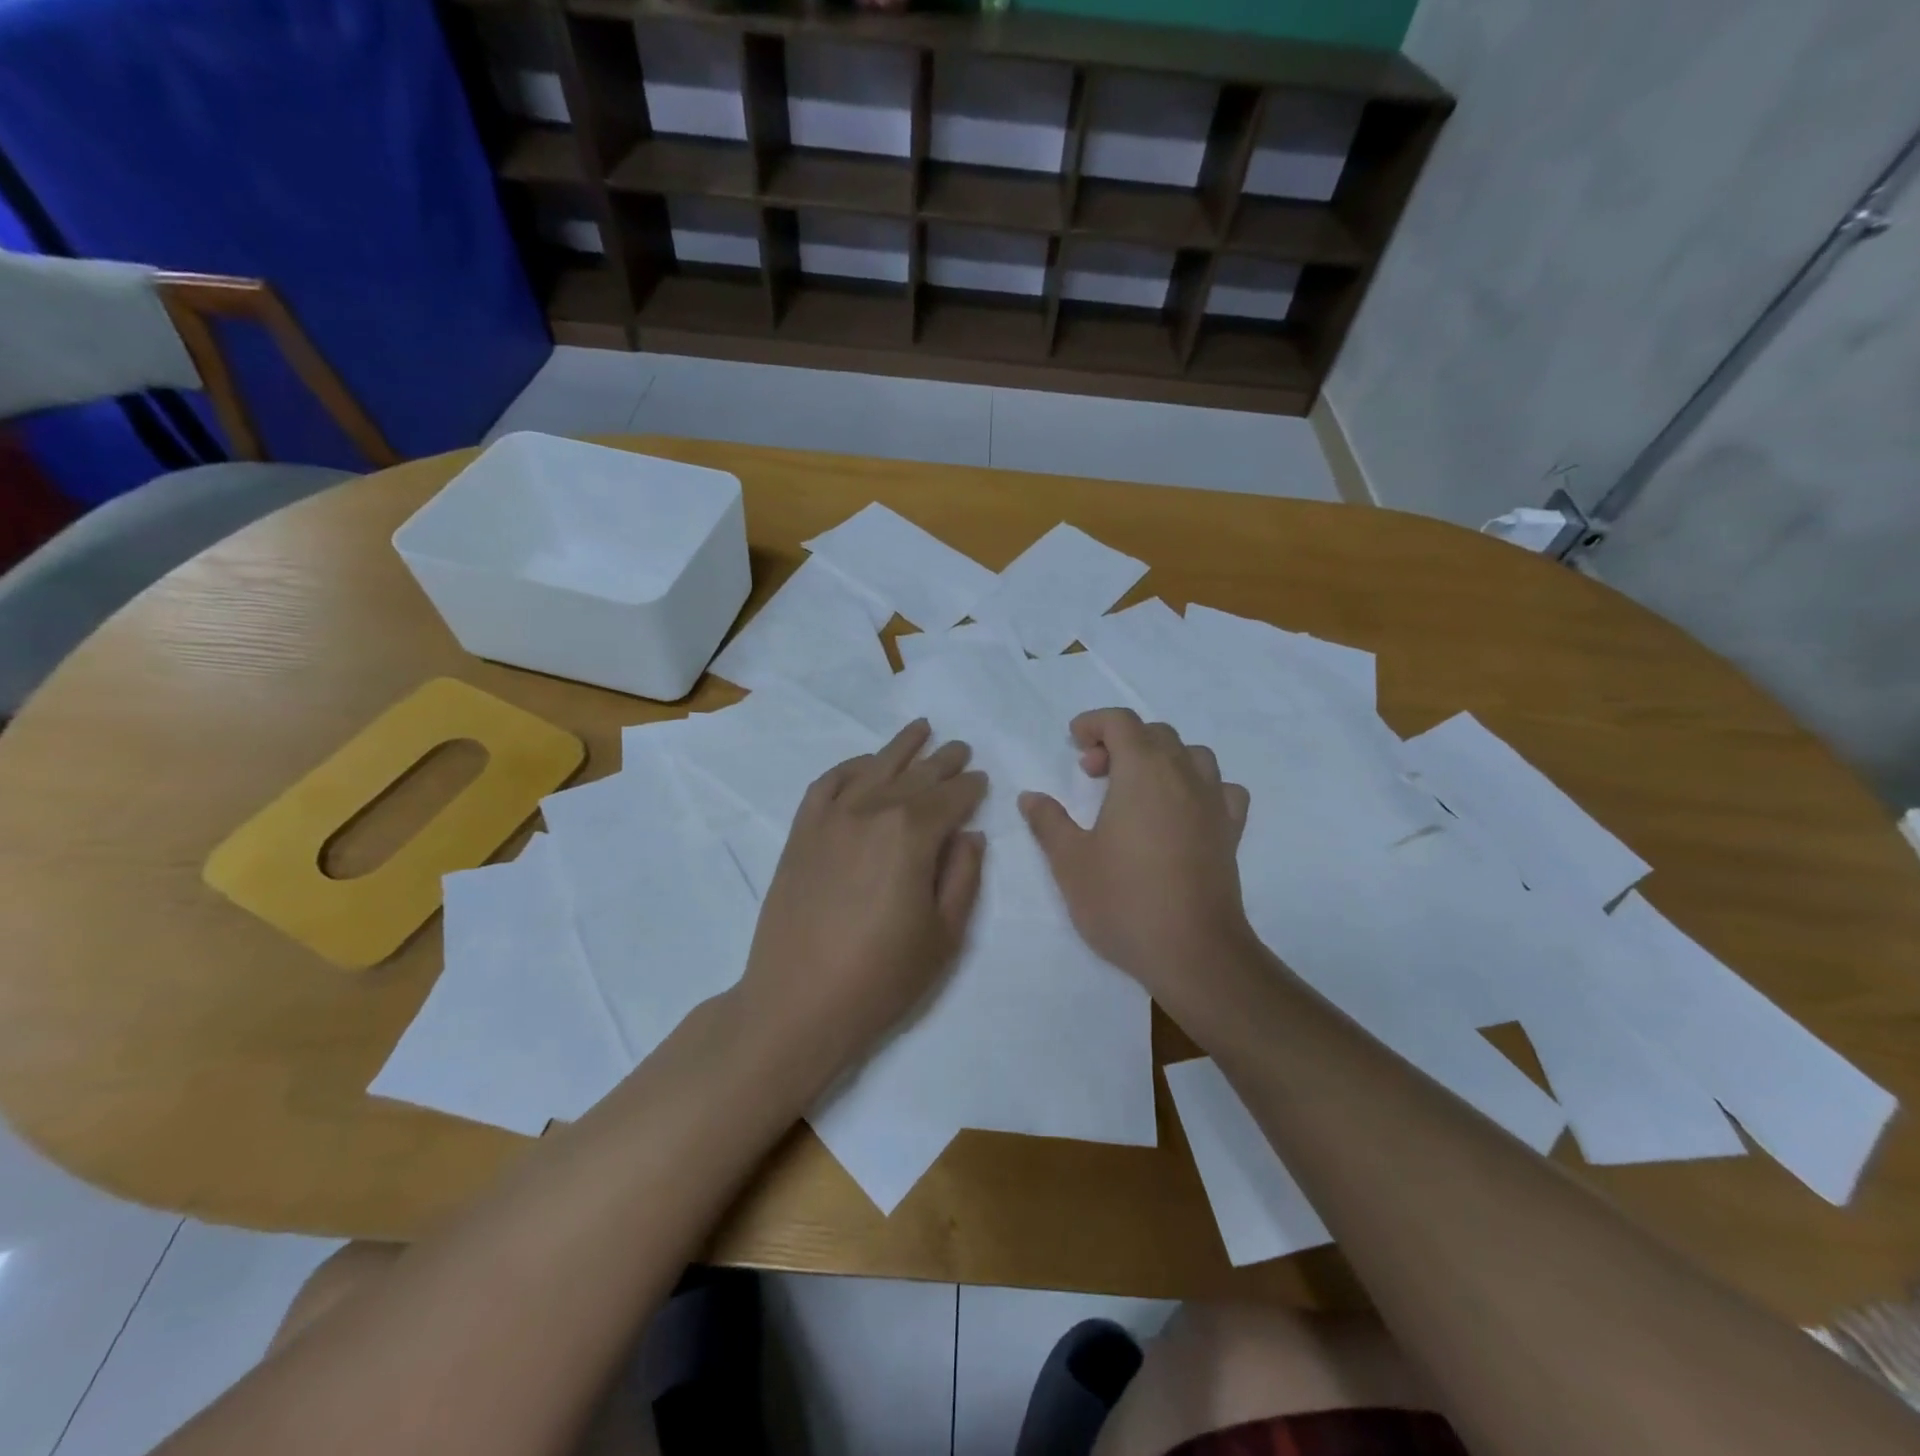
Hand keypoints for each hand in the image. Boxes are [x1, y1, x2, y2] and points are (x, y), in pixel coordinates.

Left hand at [739, 720, 986, 1075]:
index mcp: (912, 834)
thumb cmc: (881, 977)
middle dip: (943, 761)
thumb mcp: (945, 935)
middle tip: (961, 748)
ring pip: (873, 768)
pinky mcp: (801, 833)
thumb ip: (964, 876)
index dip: (971, 787)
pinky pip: (827, 784)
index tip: (982, 780)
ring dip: (900, 748)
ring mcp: (830, 819)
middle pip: (915, 776)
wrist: (797, 1003)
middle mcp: (871, 812)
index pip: (952, 797)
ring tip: (921, 729)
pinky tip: (865, 764)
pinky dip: (850, 767)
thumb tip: (969, 834)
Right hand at [1019, 709, 1251, 1014]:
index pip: (1121, 721)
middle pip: (1155, 734)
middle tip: (1093, 774)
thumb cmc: (1124, 900)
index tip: (1073, 744)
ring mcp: (1213, 802)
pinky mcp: (1230, 832)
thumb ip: (1048, 822)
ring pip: (1192, 755)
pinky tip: (1183, 811)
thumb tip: (1030, 797)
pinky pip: (1221, 789)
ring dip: (1161, 758)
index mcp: (1143, 772)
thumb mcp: (1070, 861)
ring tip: (1137, 788)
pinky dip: (1199, 786)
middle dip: (1120, 742)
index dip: (1094, 723)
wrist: (1193, 952)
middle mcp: (1183, 775)